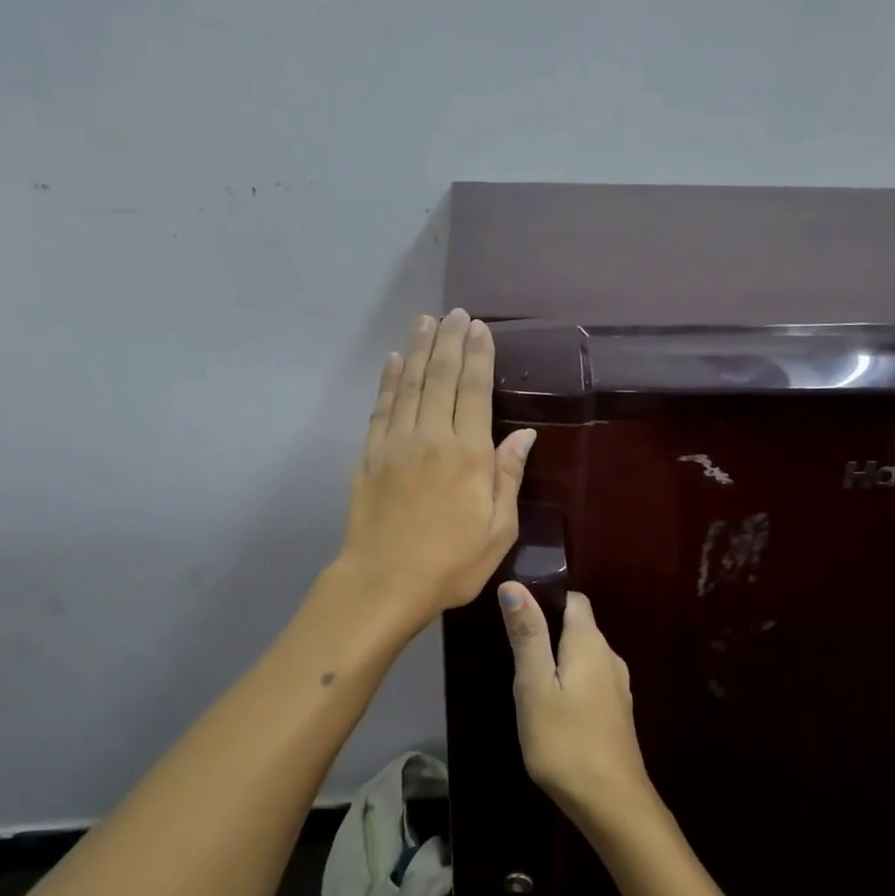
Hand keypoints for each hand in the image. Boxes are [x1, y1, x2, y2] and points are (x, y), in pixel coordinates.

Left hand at [338, 309, 535, 630]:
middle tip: (455, 313)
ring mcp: (396, 442)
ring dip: (418, 349)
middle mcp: (432, 437)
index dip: (478, 356)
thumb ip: (508, 477)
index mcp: (468, 455)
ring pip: (409, 384)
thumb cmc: (451, 564)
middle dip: (450, 341)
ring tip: (426, 321)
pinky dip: (387, 380)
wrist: (384, 582)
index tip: (480, 328)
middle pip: (441, 377)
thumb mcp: (498, 530)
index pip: (474, 391)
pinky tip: (392, 360)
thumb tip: (524, 435)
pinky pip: (381, 406)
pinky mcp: (370, 454)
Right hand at [498, 585, 657, 831]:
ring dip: (558, 659)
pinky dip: (571, 682)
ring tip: (527, 680)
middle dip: (548, 630)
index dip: (546, 598)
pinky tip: (553, 706)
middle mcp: (610, 656)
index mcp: (590, 642)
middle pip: (579, 626)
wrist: (611, 802)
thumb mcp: (535, 686)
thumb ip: (527, 634)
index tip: (516, 613)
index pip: (573, 599)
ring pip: (584, 656)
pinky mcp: (617, 712)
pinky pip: (591, 681)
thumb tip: (514, 585)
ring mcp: (618, 686)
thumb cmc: (565, 740)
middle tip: (513, 651)